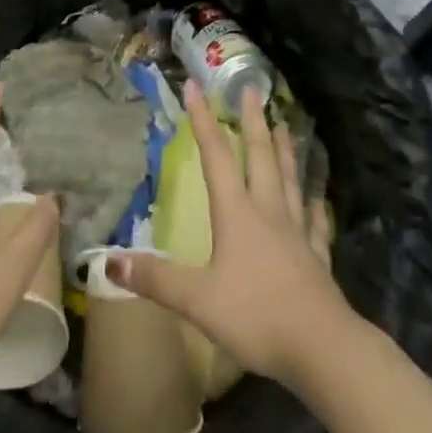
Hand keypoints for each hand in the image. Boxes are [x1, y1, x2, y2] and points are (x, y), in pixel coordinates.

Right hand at [106, 81, 348, 388]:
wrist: (321, 346)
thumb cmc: (256, 316)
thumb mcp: (197, 300)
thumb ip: (157, 279)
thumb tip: (109, 260)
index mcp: (237, 214)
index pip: (216, 157)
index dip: (203, 120)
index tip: (196, 86)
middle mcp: (268, 212)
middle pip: (260, 157)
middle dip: (253, 121)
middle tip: (254, 88)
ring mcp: (297, 233)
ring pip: (290, 180)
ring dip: (285, 151)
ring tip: (285, 126)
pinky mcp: (317, 258)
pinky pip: (316, 224)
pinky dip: (316, 207)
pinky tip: (318, 199)